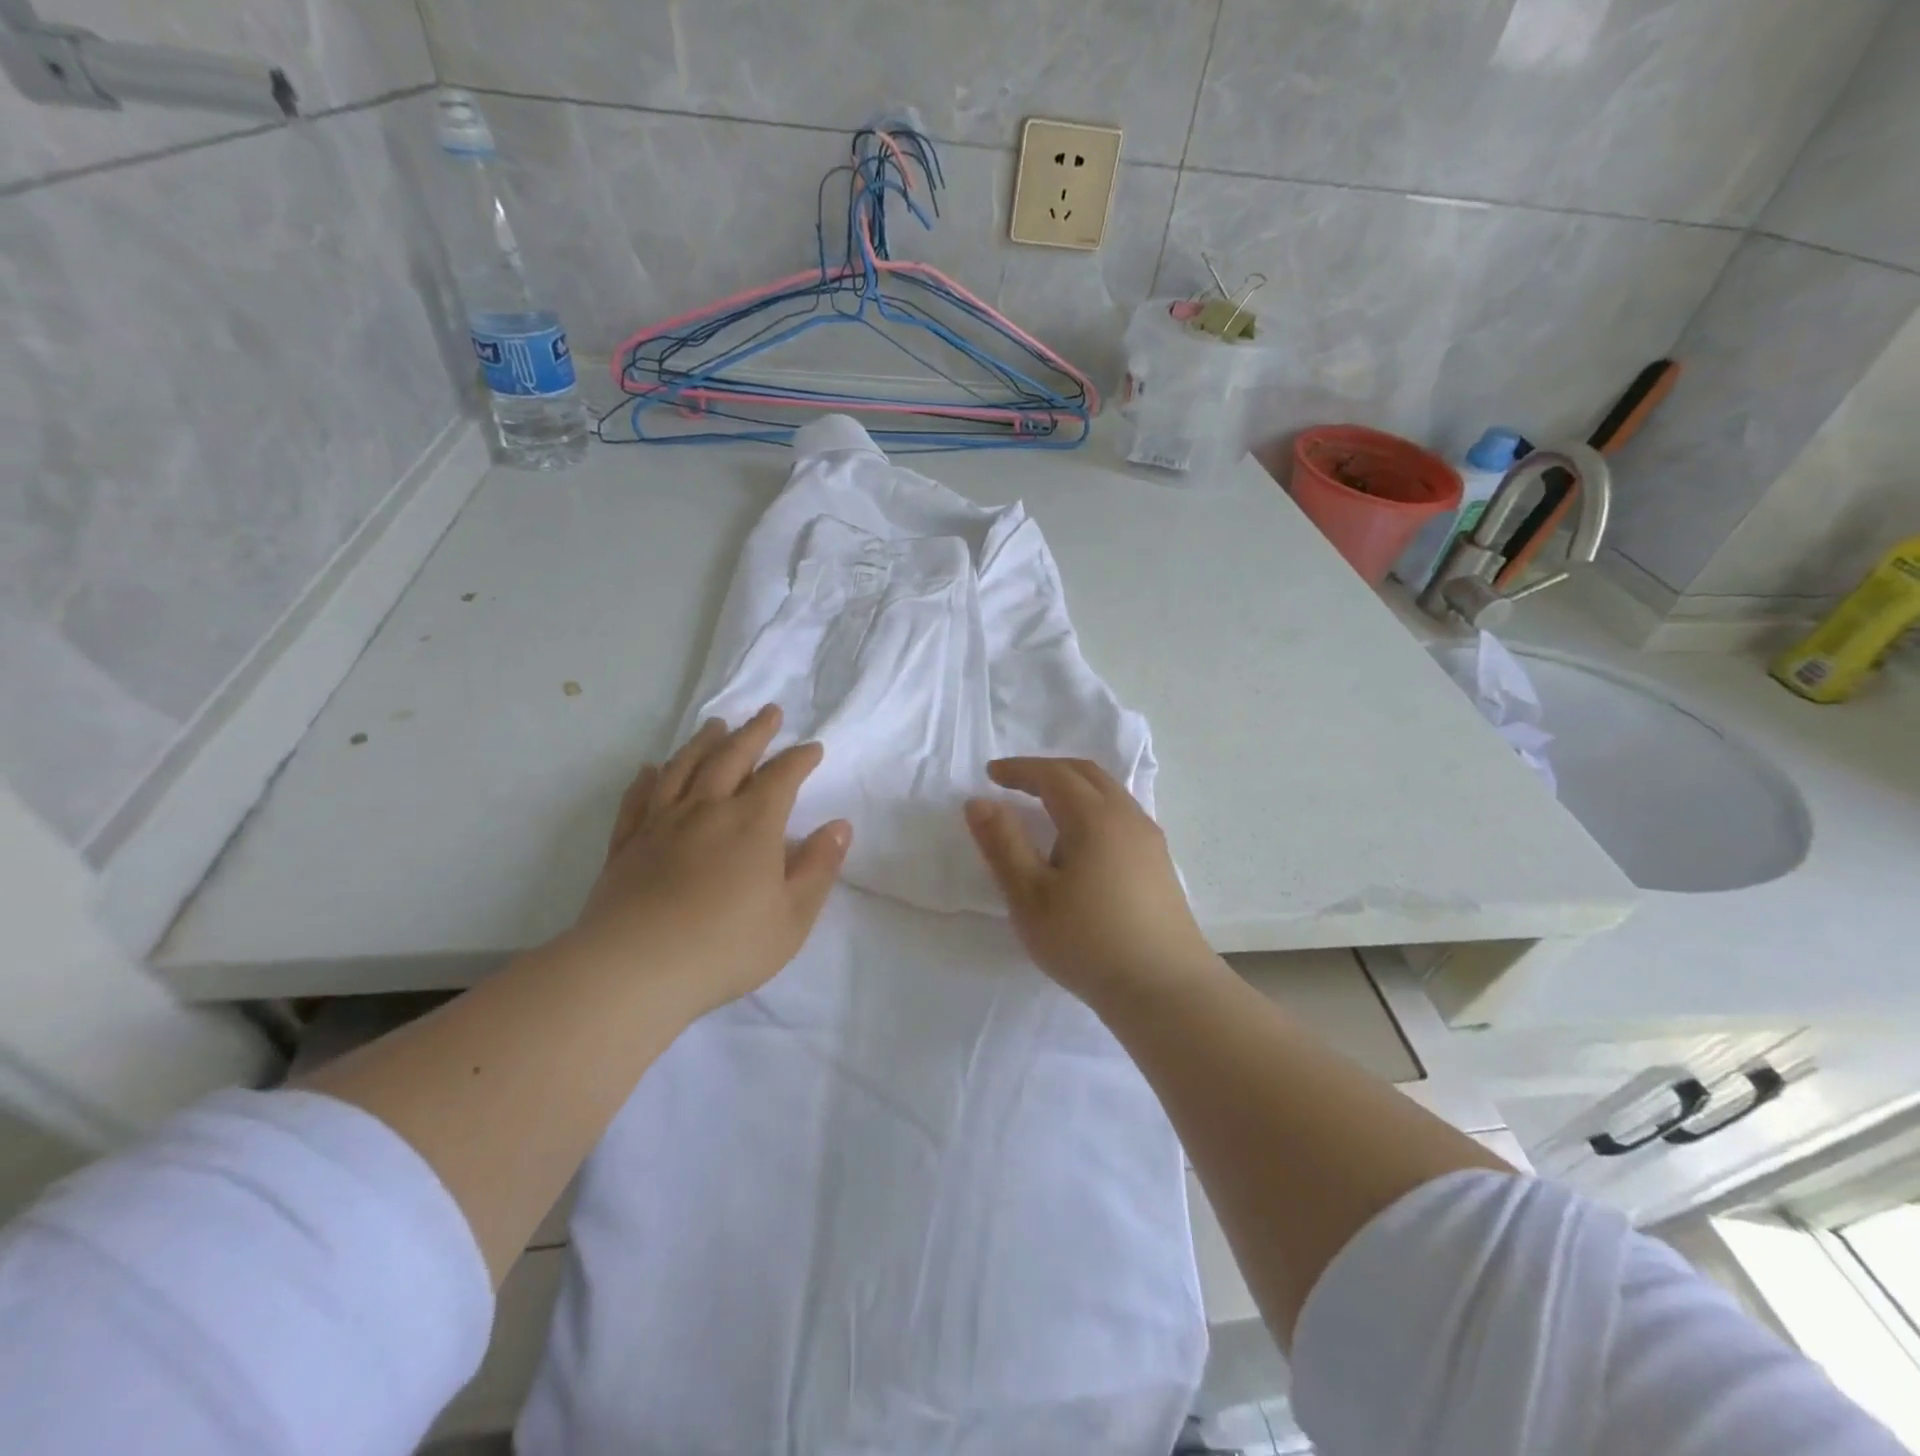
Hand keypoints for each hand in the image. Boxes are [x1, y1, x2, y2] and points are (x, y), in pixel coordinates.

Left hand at [561, 704, 851, 1019]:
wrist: (634, 970)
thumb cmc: (726, 947)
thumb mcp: (792, 917)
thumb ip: (819, 867)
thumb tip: (840, 826)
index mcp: (752, 824)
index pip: (781, 777)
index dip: (799, 758)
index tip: (812, 748)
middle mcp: (706, 810)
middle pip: (732, 757)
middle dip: (755, 733)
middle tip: (768, 712)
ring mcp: (660, 824)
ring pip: (684, 768)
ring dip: (704, 742)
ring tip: (716, 725)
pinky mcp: (626, 844)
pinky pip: (637, 799)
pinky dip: (648, 778)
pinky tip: (651, 769)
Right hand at [964, 758, 1217, 1005]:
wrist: (1165, 990)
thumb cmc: (1087, 941)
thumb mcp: (1030, 896)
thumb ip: (1002, 843)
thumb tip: (978, 802)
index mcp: (1094, 817)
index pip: (1053, 775)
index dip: (1019, 770)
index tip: (990, 774)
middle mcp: (1127, 816)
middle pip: (1085, 774)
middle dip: (1047, 771)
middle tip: (1014, 782)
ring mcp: (1149, 839)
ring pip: (1108, 793)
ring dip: (1073, 787)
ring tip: (1044, 807)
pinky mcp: (1159, 863)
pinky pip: (1121, 814)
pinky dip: (1092, 807)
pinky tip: (1082, 841)